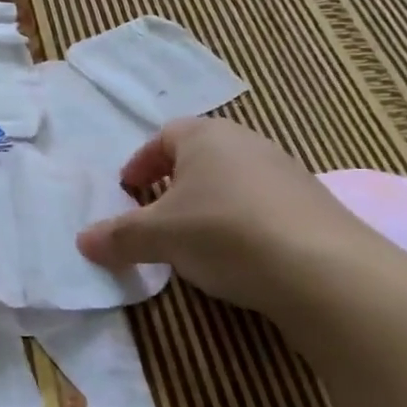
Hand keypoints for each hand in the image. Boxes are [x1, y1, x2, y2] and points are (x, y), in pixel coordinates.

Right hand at [76, 118, 378, 315]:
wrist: (324, 270)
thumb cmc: (224, 232)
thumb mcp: (159, 237)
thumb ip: (119, 237)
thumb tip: (82, 241)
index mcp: (206, 136)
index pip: (164, 136)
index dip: (142, 162)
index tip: (129, 190)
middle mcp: (248, 142)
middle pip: (201, 154)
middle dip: (175, 181)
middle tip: (158, 212)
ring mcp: (287, 172)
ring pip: (234, 180)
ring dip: (211, 202)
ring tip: (197, 239)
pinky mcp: (314, 205)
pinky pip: (264, 205)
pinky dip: (243, 222)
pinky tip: (241, 255)